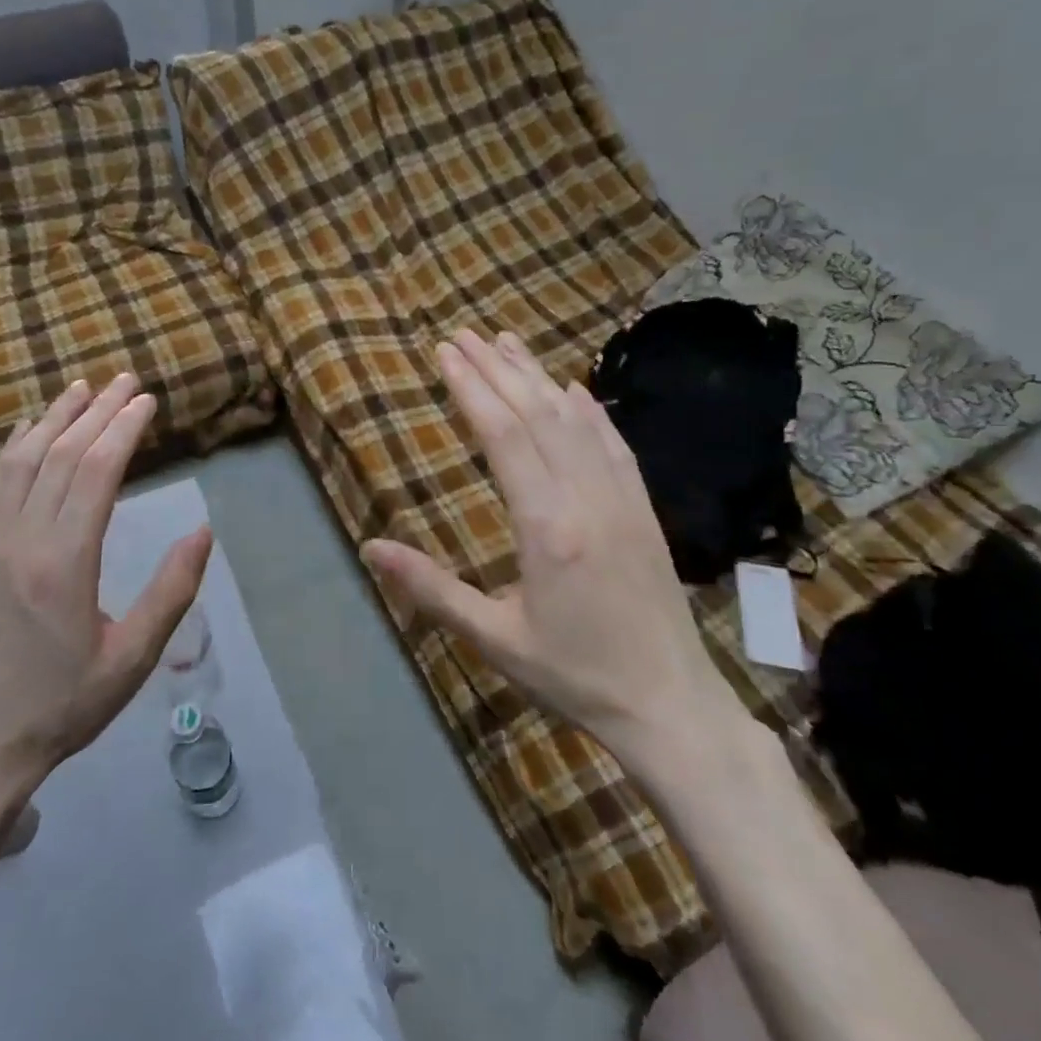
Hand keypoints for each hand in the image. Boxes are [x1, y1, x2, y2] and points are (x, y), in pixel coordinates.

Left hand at [0, 375, 212, 811]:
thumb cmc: (62, 706)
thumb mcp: (132, 659)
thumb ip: (170, 592)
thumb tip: (203, 531)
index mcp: (63, 563)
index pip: (96, 473)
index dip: (123, 429)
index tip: (147, 400)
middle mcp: (20, 540)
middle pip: (61, 456)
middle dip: (96, 412)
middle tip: (125, 380)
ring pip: (21, 462)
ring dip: (53, 419)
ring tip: (81, 388)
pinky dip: (15, 448)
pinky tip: (28, 432)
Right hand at [362, 331, 745, 762]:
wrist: (669, 705)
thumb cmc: (572, 675)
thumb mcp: (493, 638)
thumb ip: (431, 589)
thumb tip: (371, 547)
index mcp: (546, 527)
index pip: (503, 435)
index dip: (472, 388)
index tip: (446, 353)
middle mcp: (586, 498)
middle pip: (537, 414)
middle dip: (497, 369)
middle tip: (464, 335)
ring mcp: (621, 499)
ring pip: (575, 420)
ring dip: (538, 377)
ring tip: (507, 343)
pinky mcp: (643, 509)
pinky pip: (613, 444)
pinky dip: (589, 409)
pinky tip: (572, 389)